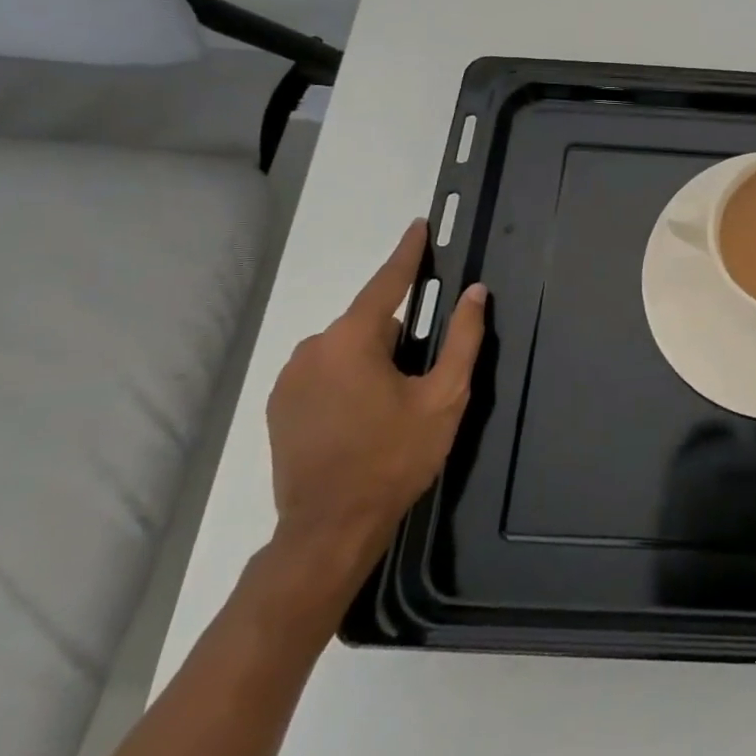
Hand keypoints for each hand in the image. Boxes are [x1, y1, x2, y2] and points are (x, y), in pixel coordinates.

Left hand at [264, 219, 486, 589]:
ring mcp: (291, 378)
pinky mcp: (281, 405)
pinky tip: (364, 416)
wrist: (330, 529)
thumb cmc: (394, 458)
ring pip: (348, 348)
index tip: (420, 225)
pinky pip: (326, 371)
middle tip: (423, 376)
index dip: (408, 253)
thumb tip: (474, 293)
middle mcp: (313, 348)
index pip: (388, 283)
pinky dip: (350, 377)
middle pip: (371, 321)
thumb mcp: (444, 397)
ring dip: (375, 358)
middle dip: (400, 335)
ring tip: (394, 404)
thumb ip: (463, 339)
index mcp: (353, 340)